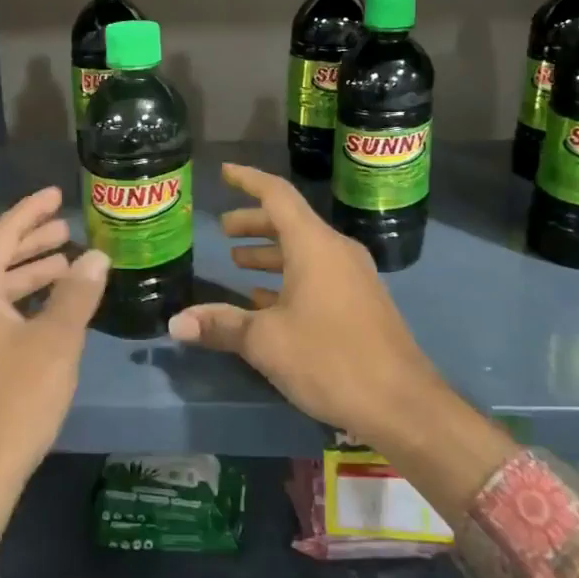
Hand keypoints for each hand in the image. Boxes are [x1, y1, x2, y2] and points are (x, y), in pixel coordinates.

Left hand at [0, 186, 108, 557]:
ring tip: (68, 265)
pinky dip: (24, 305)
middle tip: (69, 229)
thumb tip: (97, 257)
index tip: (57, 194)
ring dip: (31, 276)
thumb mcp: (55, 343)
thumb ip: (76, 295)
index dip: (31, 212)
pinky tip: (51, 311)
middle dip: (34, 243)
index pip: (1, 236)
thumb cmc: (14, 402)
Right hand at [167, 163, 444, 446]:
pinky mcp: (361, 302)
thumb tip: (175, 322)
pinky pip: (318, 273)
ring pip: (304, 250)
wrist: (403, 404)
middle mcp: (336, 251)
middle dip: (253, 223)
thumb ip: (221, 325)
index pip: (277, 195)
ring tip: (238, 263)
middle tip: (223, 230)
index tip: (224, 173)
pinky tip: (267, 301)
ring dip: (270, 252)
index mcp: (314, 245)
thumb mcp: (267, 342)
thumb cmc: (330, 359)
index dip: (248, 180)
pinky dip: (289, 276)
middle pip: (289, 222)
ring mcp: (353, 276)